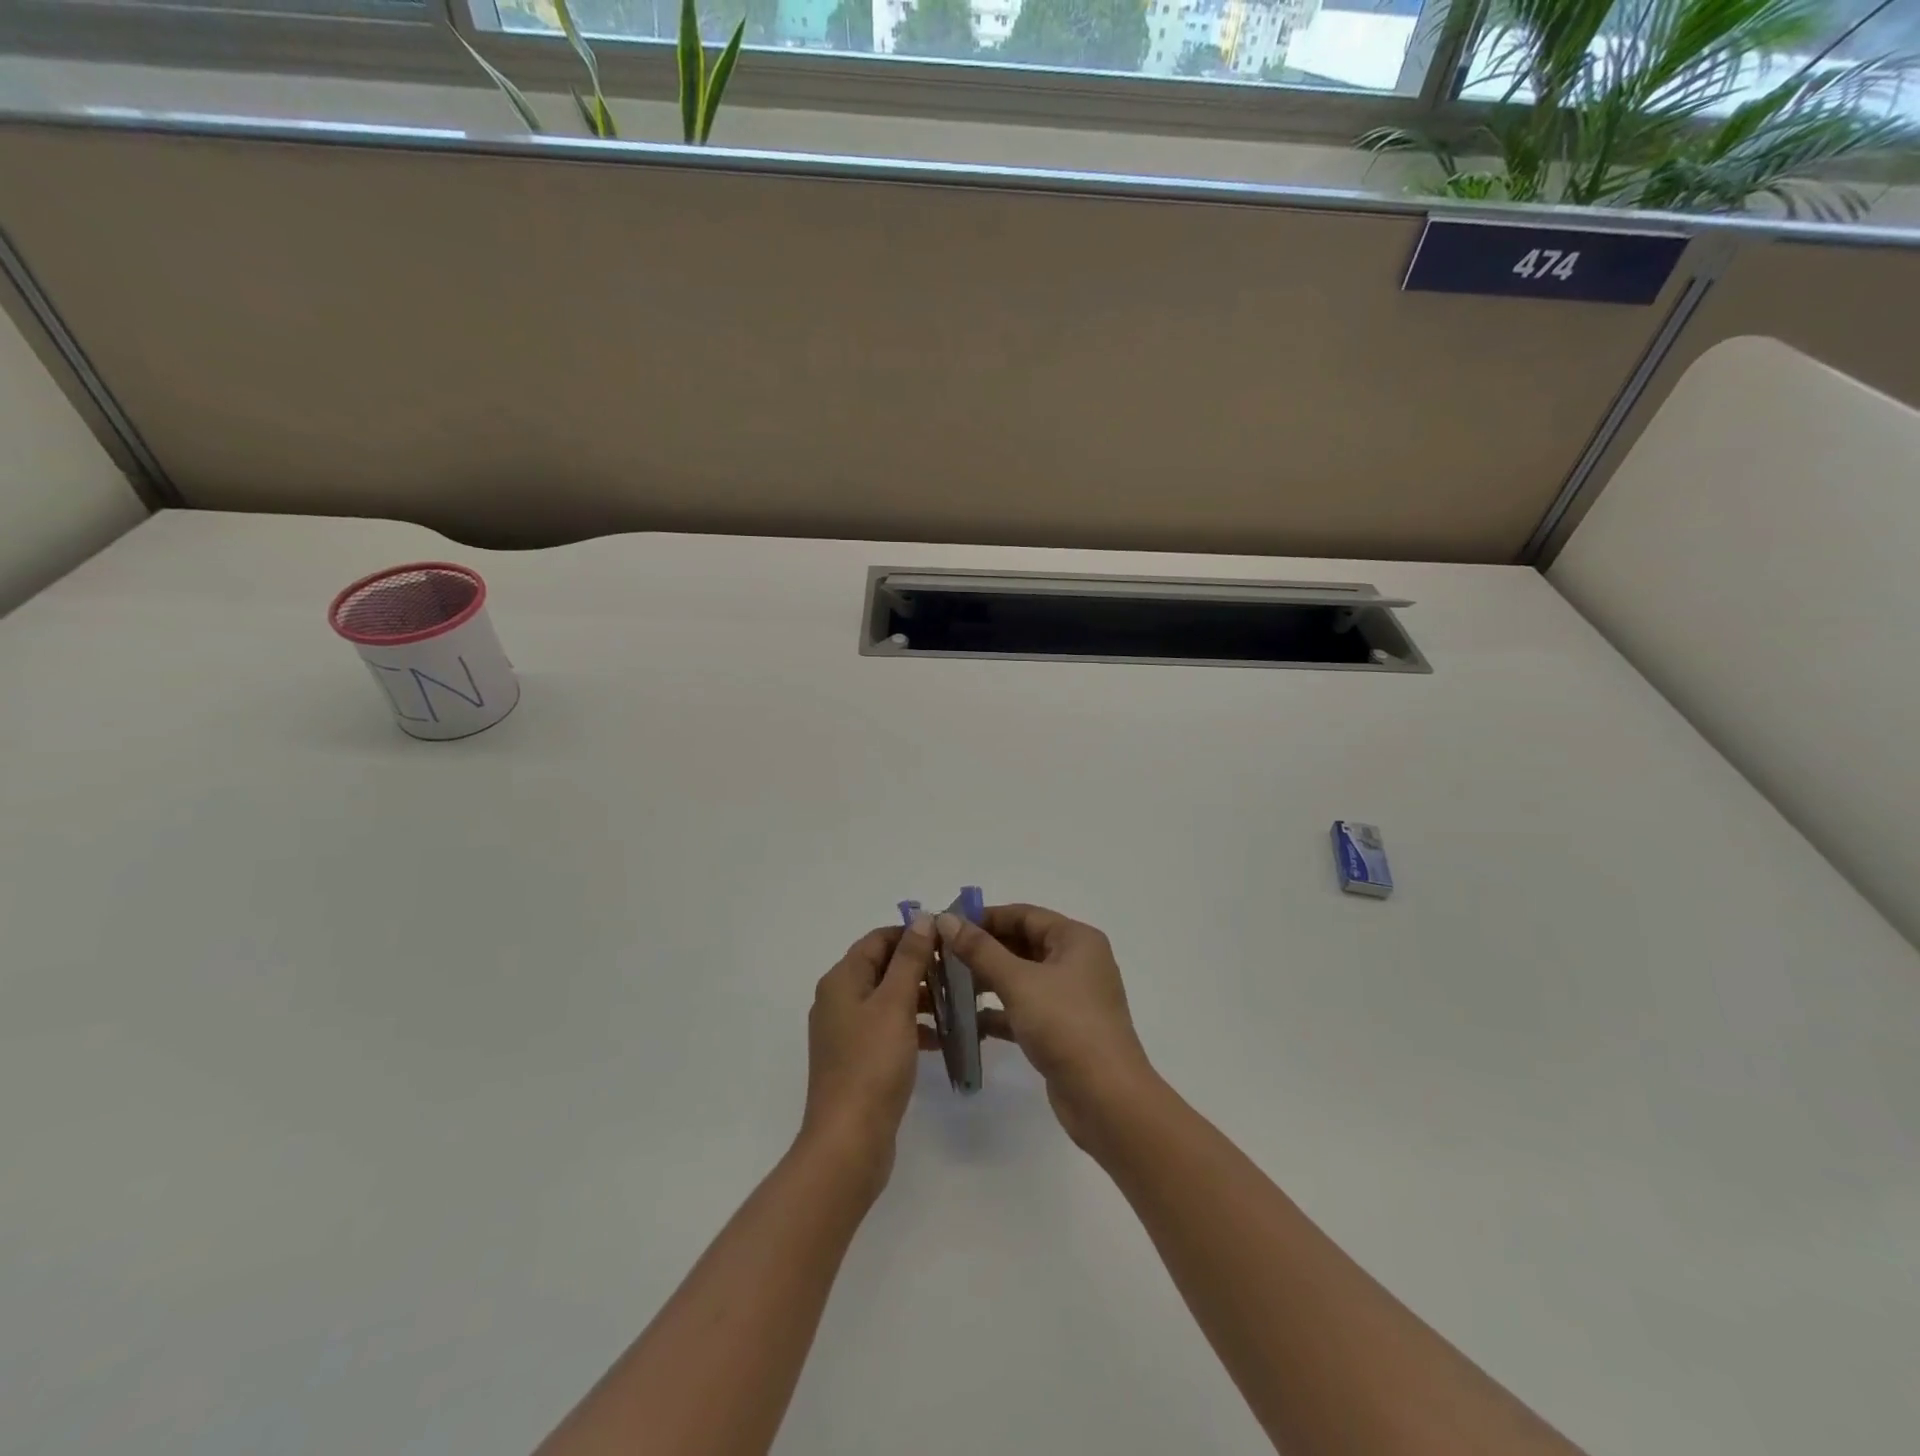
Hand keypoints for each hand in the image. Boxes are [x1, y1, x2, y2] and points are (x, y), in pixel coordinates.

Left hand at [799, 917, 935, 1197]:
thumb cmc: (872, 1064)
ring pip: (888, 999)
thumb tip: (921, 918)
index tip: (949, 939)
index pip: (878, 939)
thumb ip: (909, 959)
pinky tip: (942, 1039)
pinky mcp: (858, 1060)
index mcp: (841, 980)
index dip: (911, 934)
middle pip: (882, 967)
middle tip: (959, 971)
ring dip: (920, 997)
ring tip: (957, 1003)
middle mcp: (838, 999)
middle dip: (920, 966)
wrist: (849, 1141)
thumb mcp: (895, 1004)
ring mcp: (846, 1032)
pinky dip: (913, 1027)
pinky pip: (888, 1029)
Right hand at [935, 904, 1156, 1149]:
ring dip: (988, 980)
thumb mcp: (1018, 982)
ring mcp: (1071, 998)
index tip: (948, 925)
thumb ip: (980, 950)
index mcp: (1076, 939)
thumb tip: (945, 919)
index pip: (1024, 915)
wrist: (1106, 1098)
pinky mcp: (1063, 1029)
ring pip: (1022, 977)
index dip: (986, 917)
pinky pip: (1025, 1008)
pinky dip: (1000, 1011)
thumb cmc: (1066, 1025)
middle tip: (942, 955)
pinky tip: (968, 1020)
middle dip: (984, 949)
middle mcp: (1077, 962)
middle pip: (1023, 944)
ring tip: (948, 984)